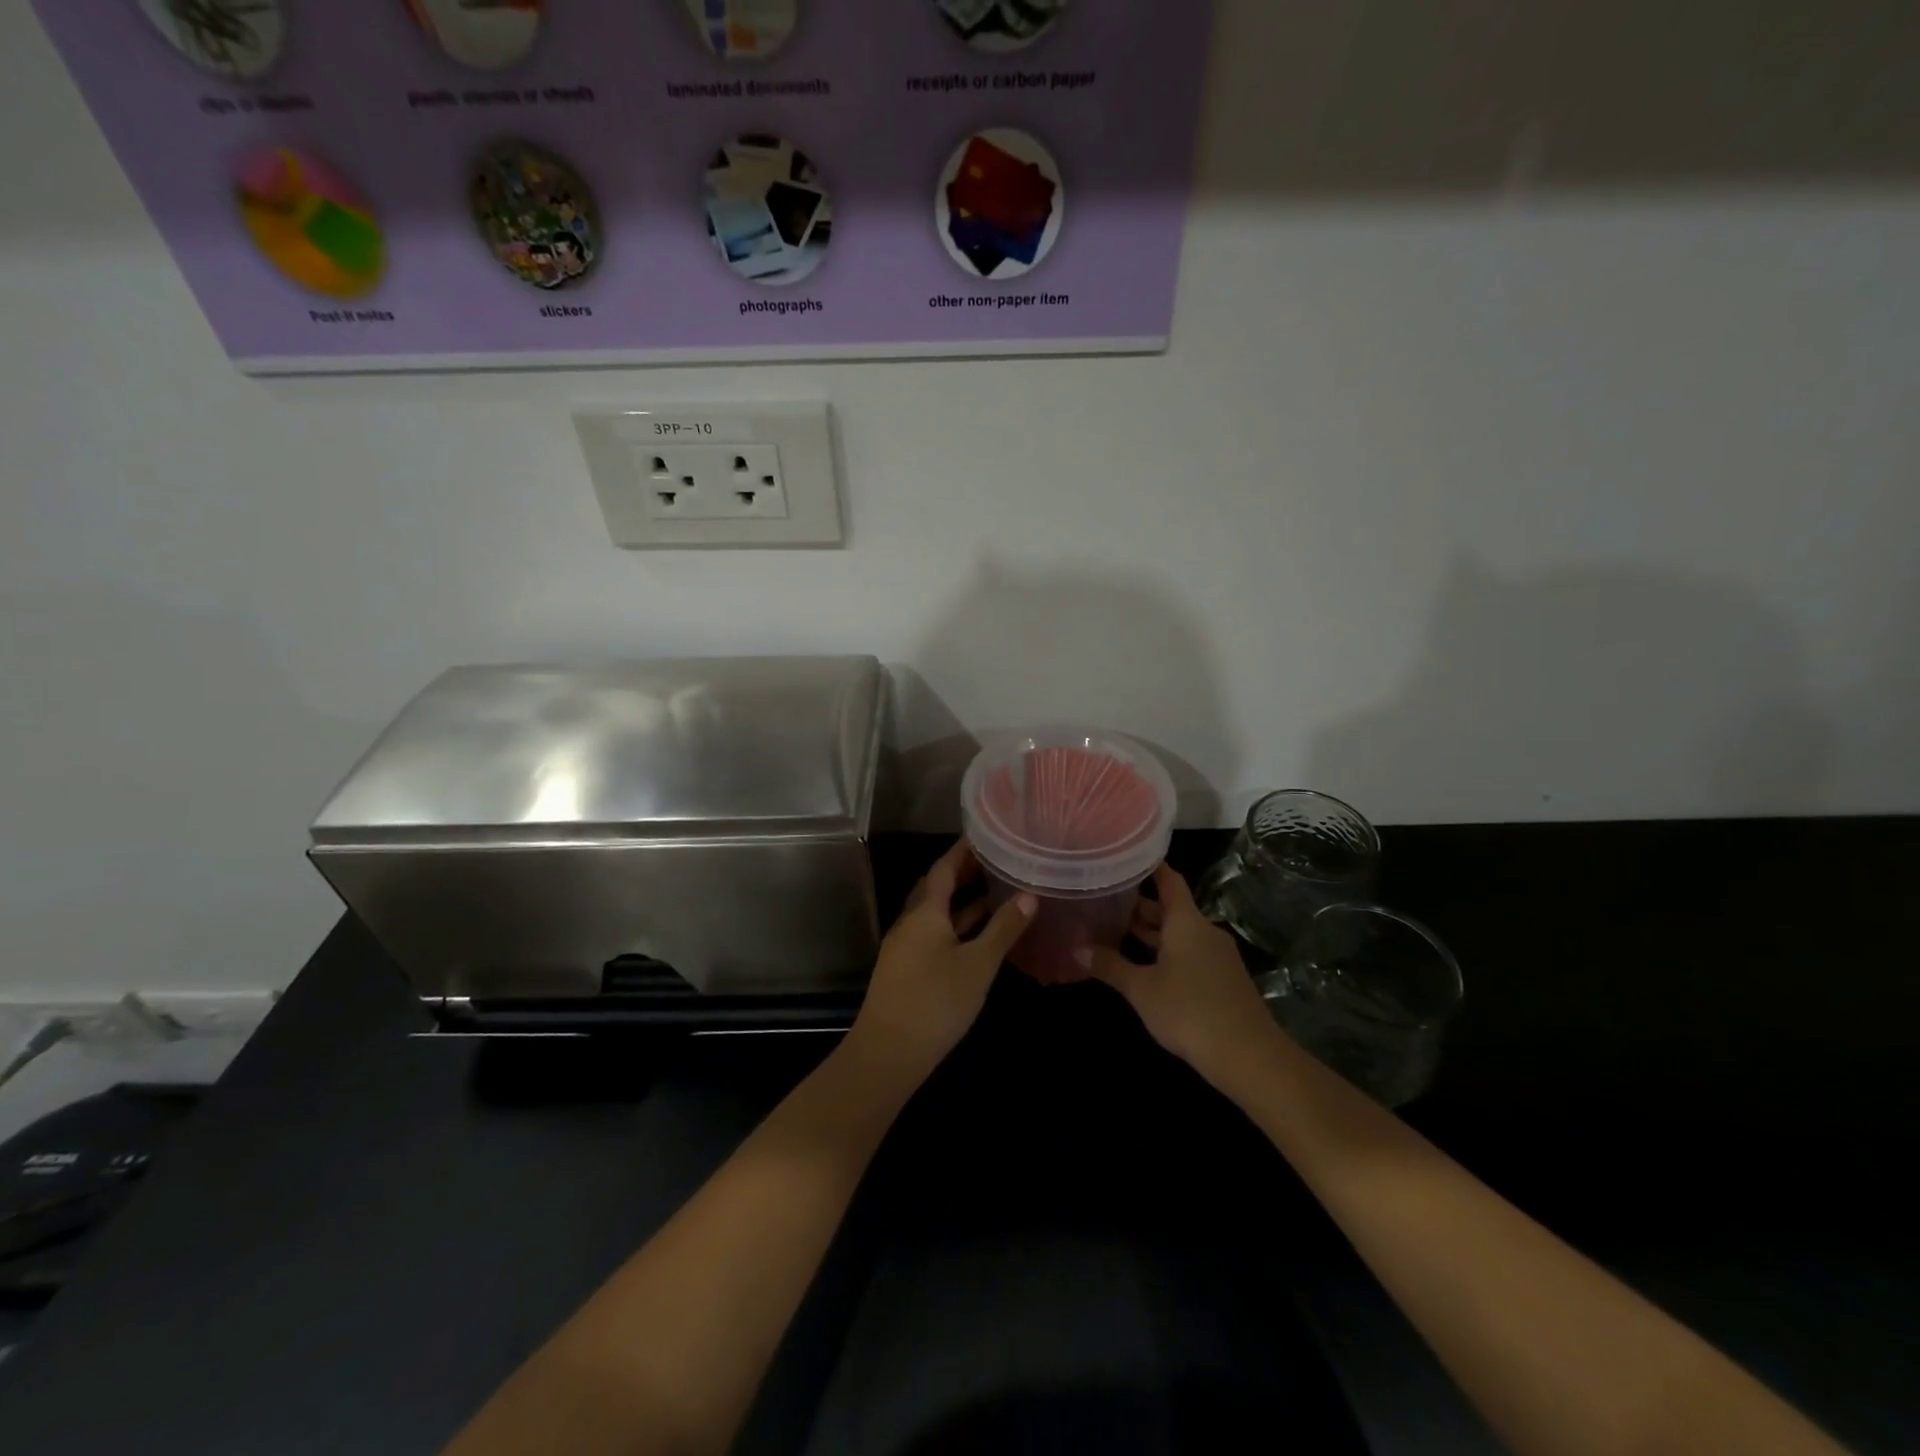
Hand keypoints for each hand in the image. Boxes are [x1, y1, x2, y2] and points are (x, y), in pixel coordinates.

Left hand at [843, 840, 1035, 1087]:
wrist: (888, 1053)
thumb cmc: (936, 1001)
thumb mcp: (978, 964)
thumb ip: (1004, 929)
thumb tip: (1030, 896)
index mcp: (925, 911)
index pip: (944, 867)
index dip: (964, 850)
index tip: (986, 835)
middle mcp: (911, 921)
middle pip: (937, 887)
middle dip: (964, 872)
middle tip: (996, 860)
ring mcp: (905, 945)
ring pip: (935, 912)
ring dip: (961, 900)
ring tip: (994, 891)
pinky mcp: (906, 968)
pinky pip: (933, 932)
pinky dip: (955, 925)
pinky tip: (976, 934)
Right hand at [1087, 863, 1279, 1090]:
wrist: (1249, 1056)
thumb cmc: (1189, 1011)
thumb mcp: (1141, 989)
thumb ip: (1110, 966)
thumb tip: (1076, 947)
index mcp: (1186, 922)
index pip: (1169, 880)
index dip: (1149, 867)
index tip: (1126, 857)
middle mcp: (1204, 931)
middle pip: (1171, 908)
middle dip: (1140, 906)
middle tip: (1106, 900)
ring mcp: (1217, 956)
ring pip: (1179, 933)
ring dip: (1152, 933)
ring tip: (1117, 931)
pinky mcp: (1223, 980)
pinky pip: (1190, 954)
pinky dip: (1166, 952)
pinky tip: (1145, 966)